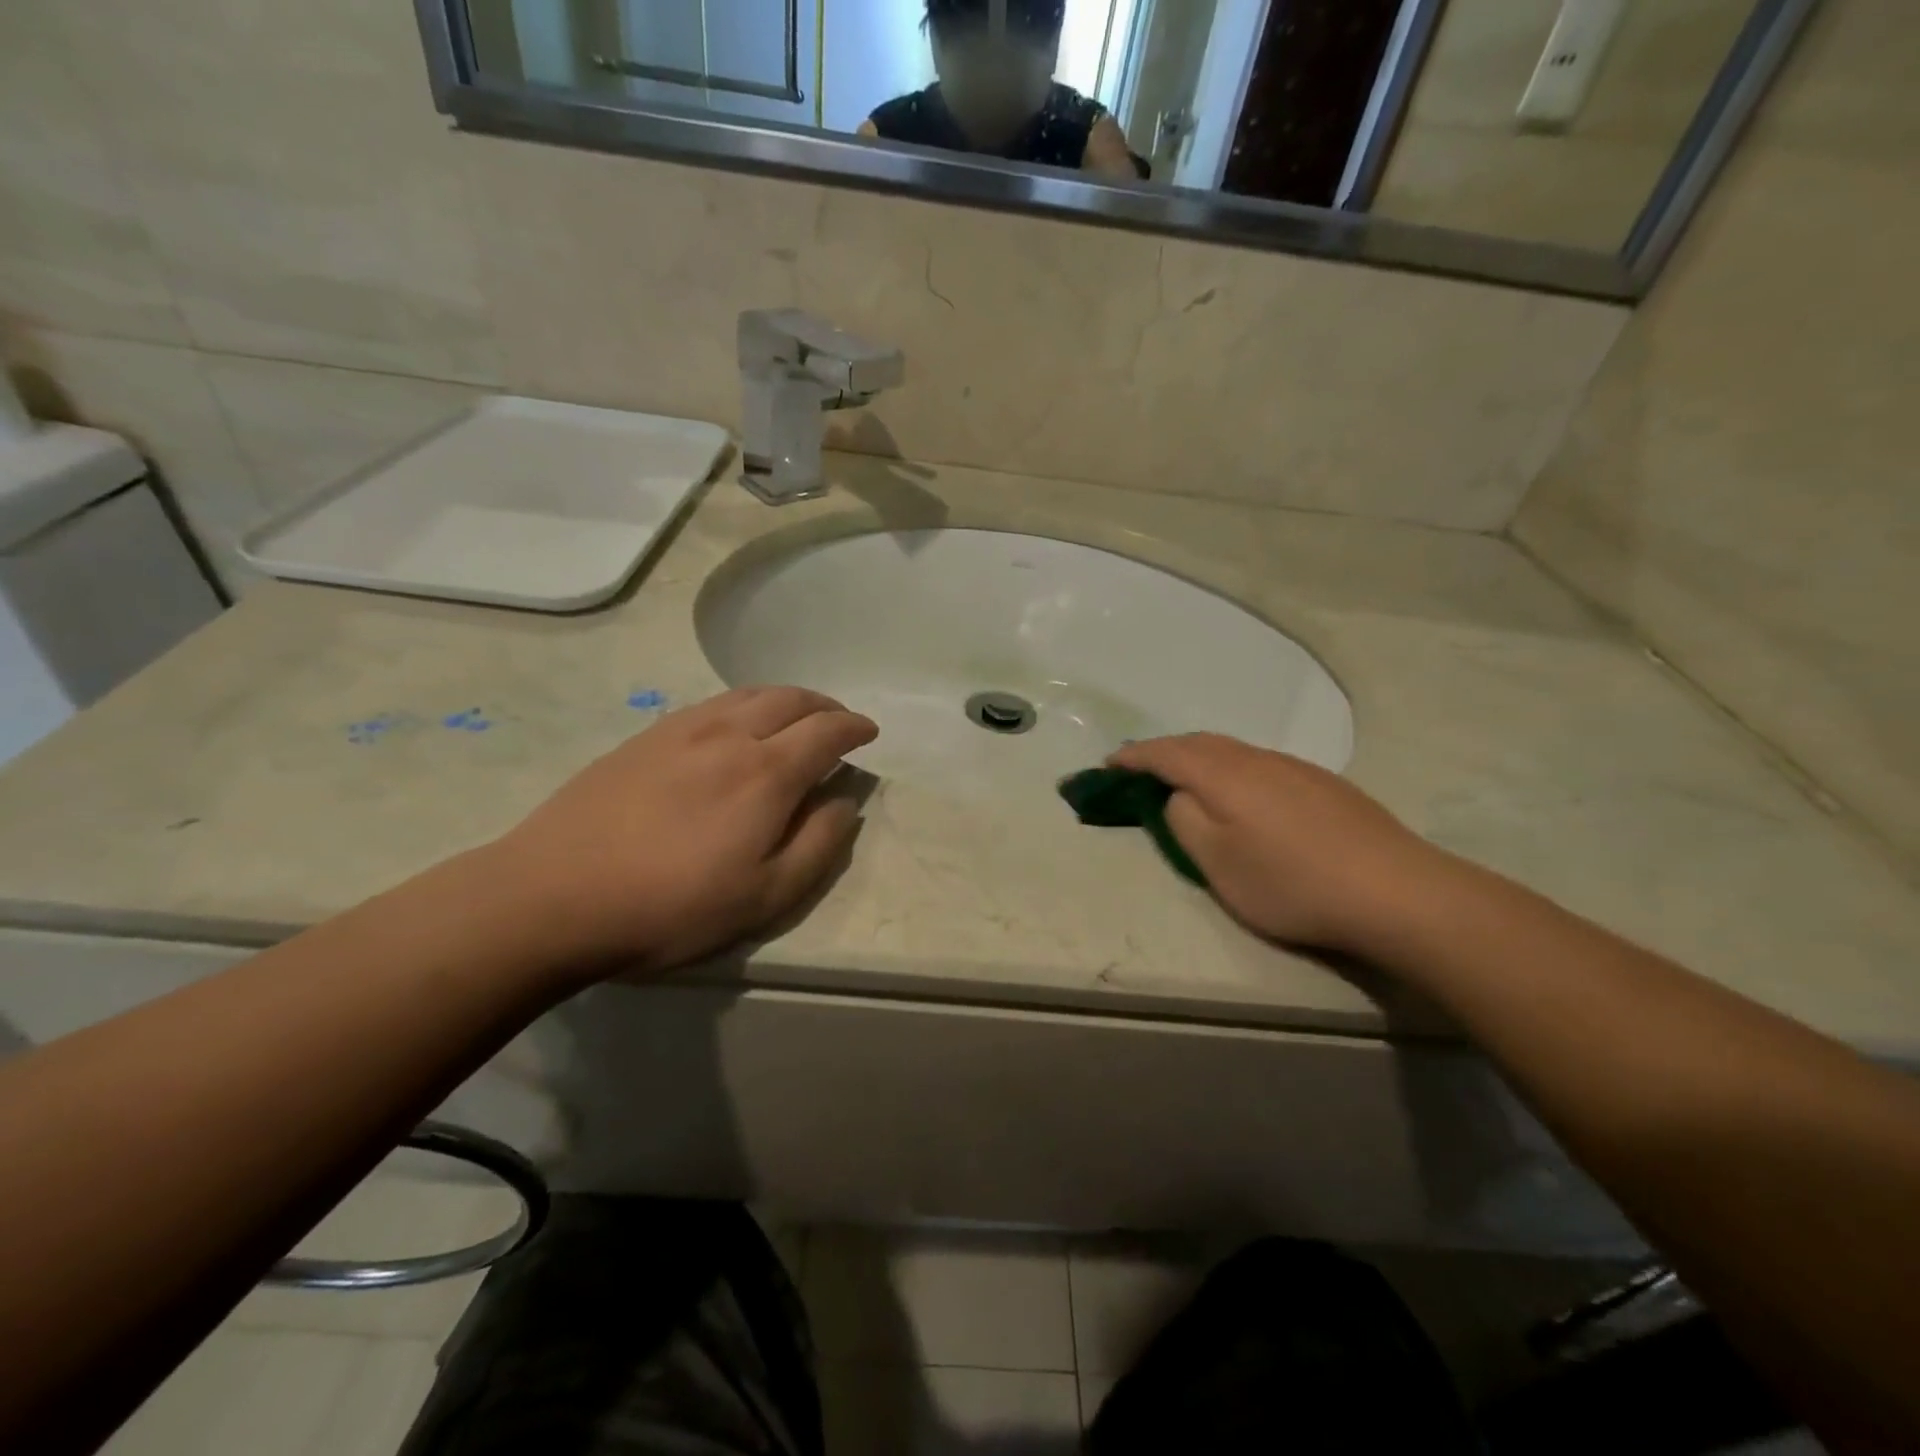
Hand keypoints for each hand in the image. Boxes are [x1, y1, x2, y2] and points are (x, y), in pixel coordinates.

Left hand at [492, 687, 876, 976]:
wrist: (552, 895)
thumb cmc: (670, 906)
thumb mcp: (764, 897)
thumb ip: (817, 845)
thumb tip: (845, 802)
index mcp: (766, 773)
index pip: (826, 731)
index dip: (854, 727)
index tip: (870, 733)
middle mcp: (729, 735)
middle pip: (790, 699)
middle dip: (824, 705)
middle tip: (838, 721)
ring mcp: (682, 729)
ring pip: (749, 694)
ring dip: (785, 699)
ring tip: (795, 717)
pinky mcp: (645, 736)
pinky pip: (712, 703)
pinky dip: (744, 703)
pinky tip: (737, 725)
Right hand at [1108, 734, 1450, 955]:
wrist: (1396, 892)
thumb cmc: (1291, 884)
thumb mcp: (1218, 864)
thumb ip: (1185, 821)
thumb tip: (1178, 795)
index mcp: (1224, 775)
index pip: (1166, 753)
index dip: (1133, 756)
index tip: (1108, 763)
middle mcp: (1258, 759)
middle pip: (1200, 743)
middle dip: (1164, 751)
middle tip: (1140, 769)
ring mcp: (1296, 768)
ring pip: (1234, 751)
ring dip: (1200, 758)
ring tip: (1186, 779)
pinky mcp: (1324, 784)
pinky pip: (1260, 763)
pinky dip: (1233, 769)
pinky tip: (1243, 794)